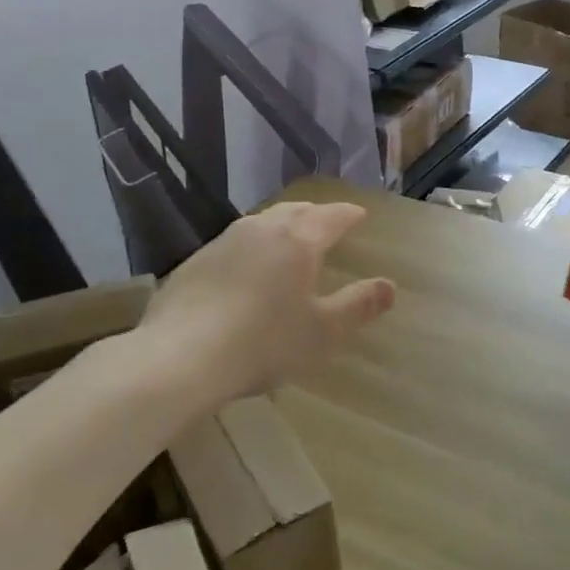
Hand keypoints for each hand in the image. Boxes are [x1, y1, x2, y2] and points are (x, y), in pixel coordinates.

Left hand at [116, 202, 393, 406]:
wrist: (179, 357)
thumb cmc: (263, 343)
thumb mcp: (322, 332)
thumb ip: (358, 306)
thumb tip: (390, 286)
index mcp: (298, 241)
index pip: (332, 217)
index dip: (349, 215)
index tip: (360, 215)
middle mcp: (261, 230)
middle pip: (296, 211)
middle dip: (316, 214)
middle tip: (329, 222)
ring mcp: (223, 242)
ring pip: (262, 222)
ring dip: (282, 225)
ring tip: (290, 238)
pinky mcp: (194, 262)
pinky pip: (235, 243)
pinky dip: (253, 246)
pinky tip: (248, 268)